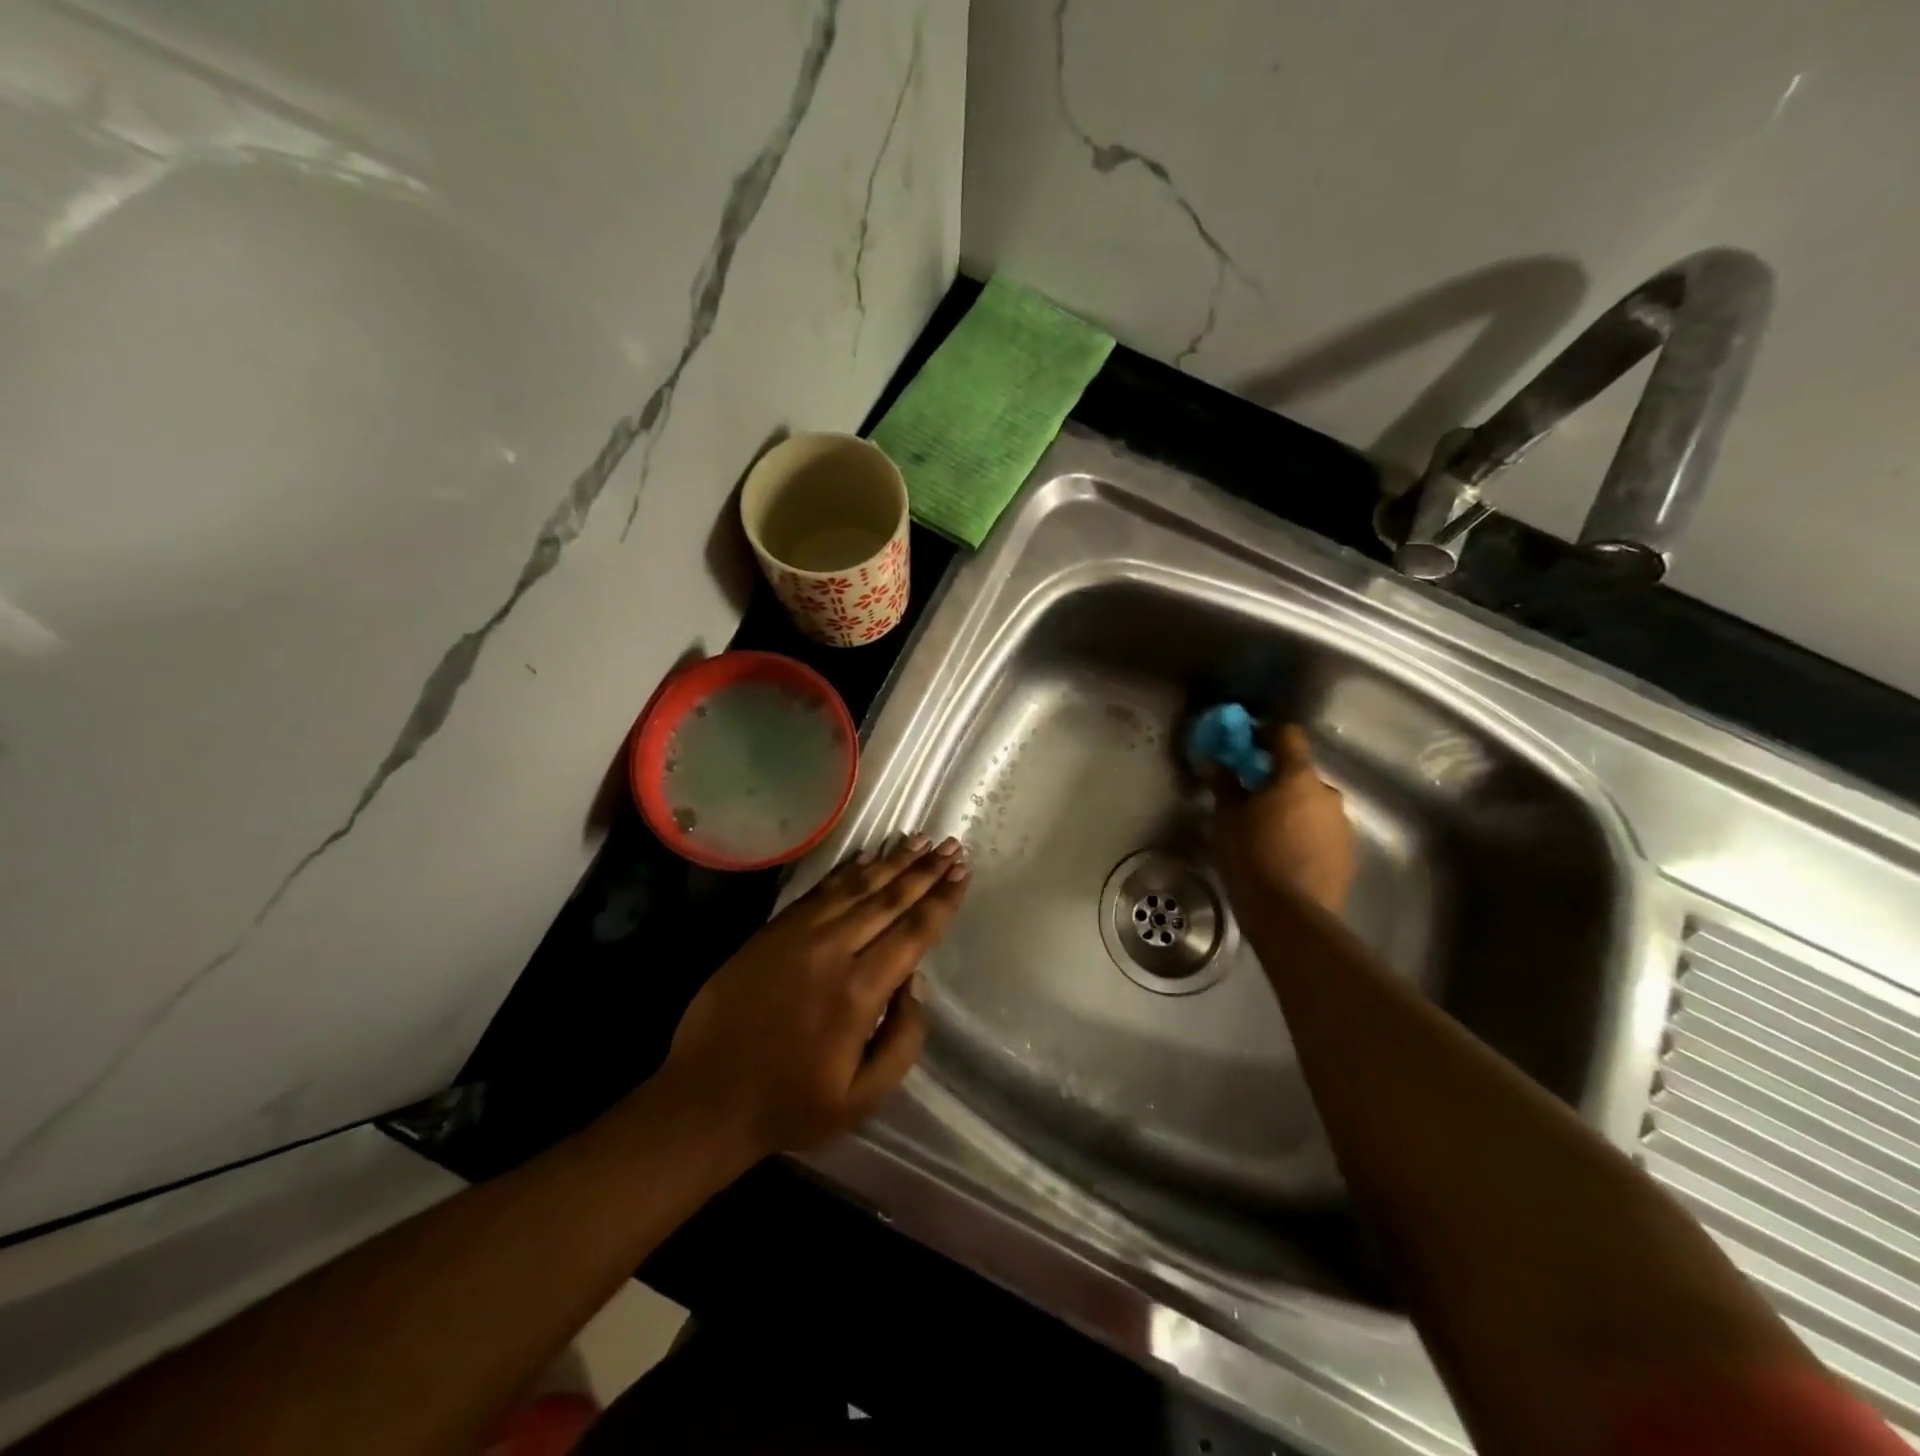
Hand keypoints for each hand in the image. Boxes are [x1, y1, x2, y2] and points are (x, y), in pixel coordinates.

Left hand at [654, 835, 969, 1160]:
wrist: (706, 1097)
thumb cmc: (791, 1104)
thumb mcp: (863, 1097)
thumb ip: (903, 1040)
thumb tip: (916, 982)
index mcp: (859, 992)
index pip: (913, 933)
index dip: (941, 900)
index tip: (962, 872)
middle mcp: (832, 951)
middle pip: (888, 899)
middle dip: (924, 871)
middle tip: (951, 846)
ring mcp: (798, 935)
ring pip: (855, 887)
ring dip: (891, 861)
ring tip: (919, 839)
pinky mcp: (773, 931)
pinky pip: (819, 891)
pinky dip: (847, 870)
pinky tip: (867, 856)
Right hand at [1210, 724, 1354, 914]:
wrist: (1291, 916)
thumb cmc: (1252, 857)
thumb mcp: (1227, 819)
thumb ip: (1224, 785)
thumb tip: (1215, 761)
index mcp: (1297, 777)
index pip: (1287, 736)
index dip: (1265, 734)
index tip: (1245, 745)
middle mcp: (1327, 793)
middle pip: (1300, 773)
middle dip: (1276, 780)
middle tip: (1250, 797)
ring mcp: (1342, 825)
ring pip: (1312, 804)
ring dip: (1291, 808)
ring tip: (1266, 832)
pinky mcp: (1348, 854)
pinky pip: (1321, 831)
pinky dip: (1304, 834)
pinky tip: (1284, 855)